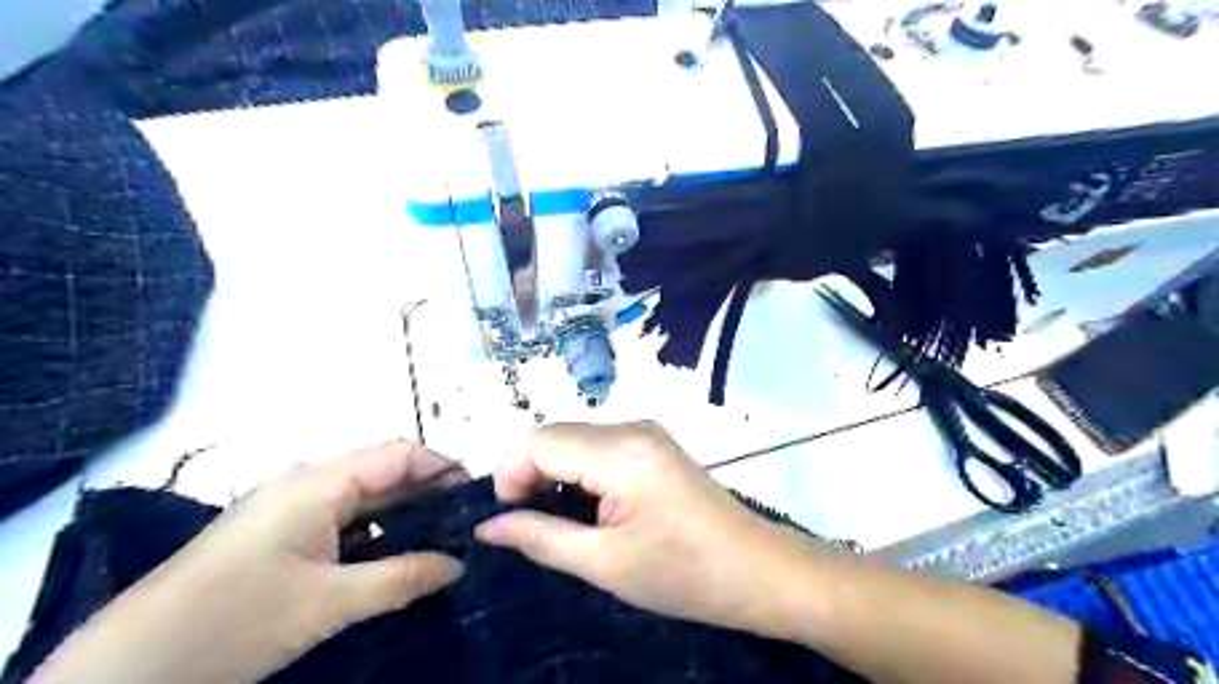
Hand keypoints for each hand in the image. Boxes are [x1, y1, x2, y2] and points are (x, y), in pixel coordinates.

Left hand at [32, 439, 469, 682]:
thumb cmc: (234, 621)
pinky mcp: (283, 536)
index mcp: (318, 483)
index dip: (442, 467)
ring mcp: (292, 510)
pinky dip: (378, 533)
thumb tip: (459, 564)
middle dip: (429, 491)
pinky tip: (399, 555)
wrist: (128, 672)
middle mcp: (308, 484)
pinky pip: (345, 522)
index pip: (398, 454)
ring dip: (405, 514)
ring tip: (444, 537)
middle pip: (384, 472)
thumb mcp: (328, 603)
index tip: (478, 494)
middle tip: (468, 521)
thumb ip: (402, 578)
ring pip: (365, 498)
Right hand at [471, 422, 821, 639]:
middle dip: (530, 474)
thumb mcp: (605, 563)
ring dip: (555, 474)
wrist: (757, 570)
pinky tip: (588, 507)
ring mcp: (647, 432)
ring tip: (559, 521)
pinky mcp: (654, 444)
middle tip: (530, 524)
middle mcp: (632, 427)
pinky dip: (580, 472)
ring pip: (576, 440)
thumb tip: (488, 527)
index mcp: (620, 451)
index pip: (539, 441)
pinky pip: (599, 447)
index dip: (511, 475)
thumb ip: (540, 538)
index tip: (510, 519)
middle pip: (556, 435)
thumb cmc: (683, 573)